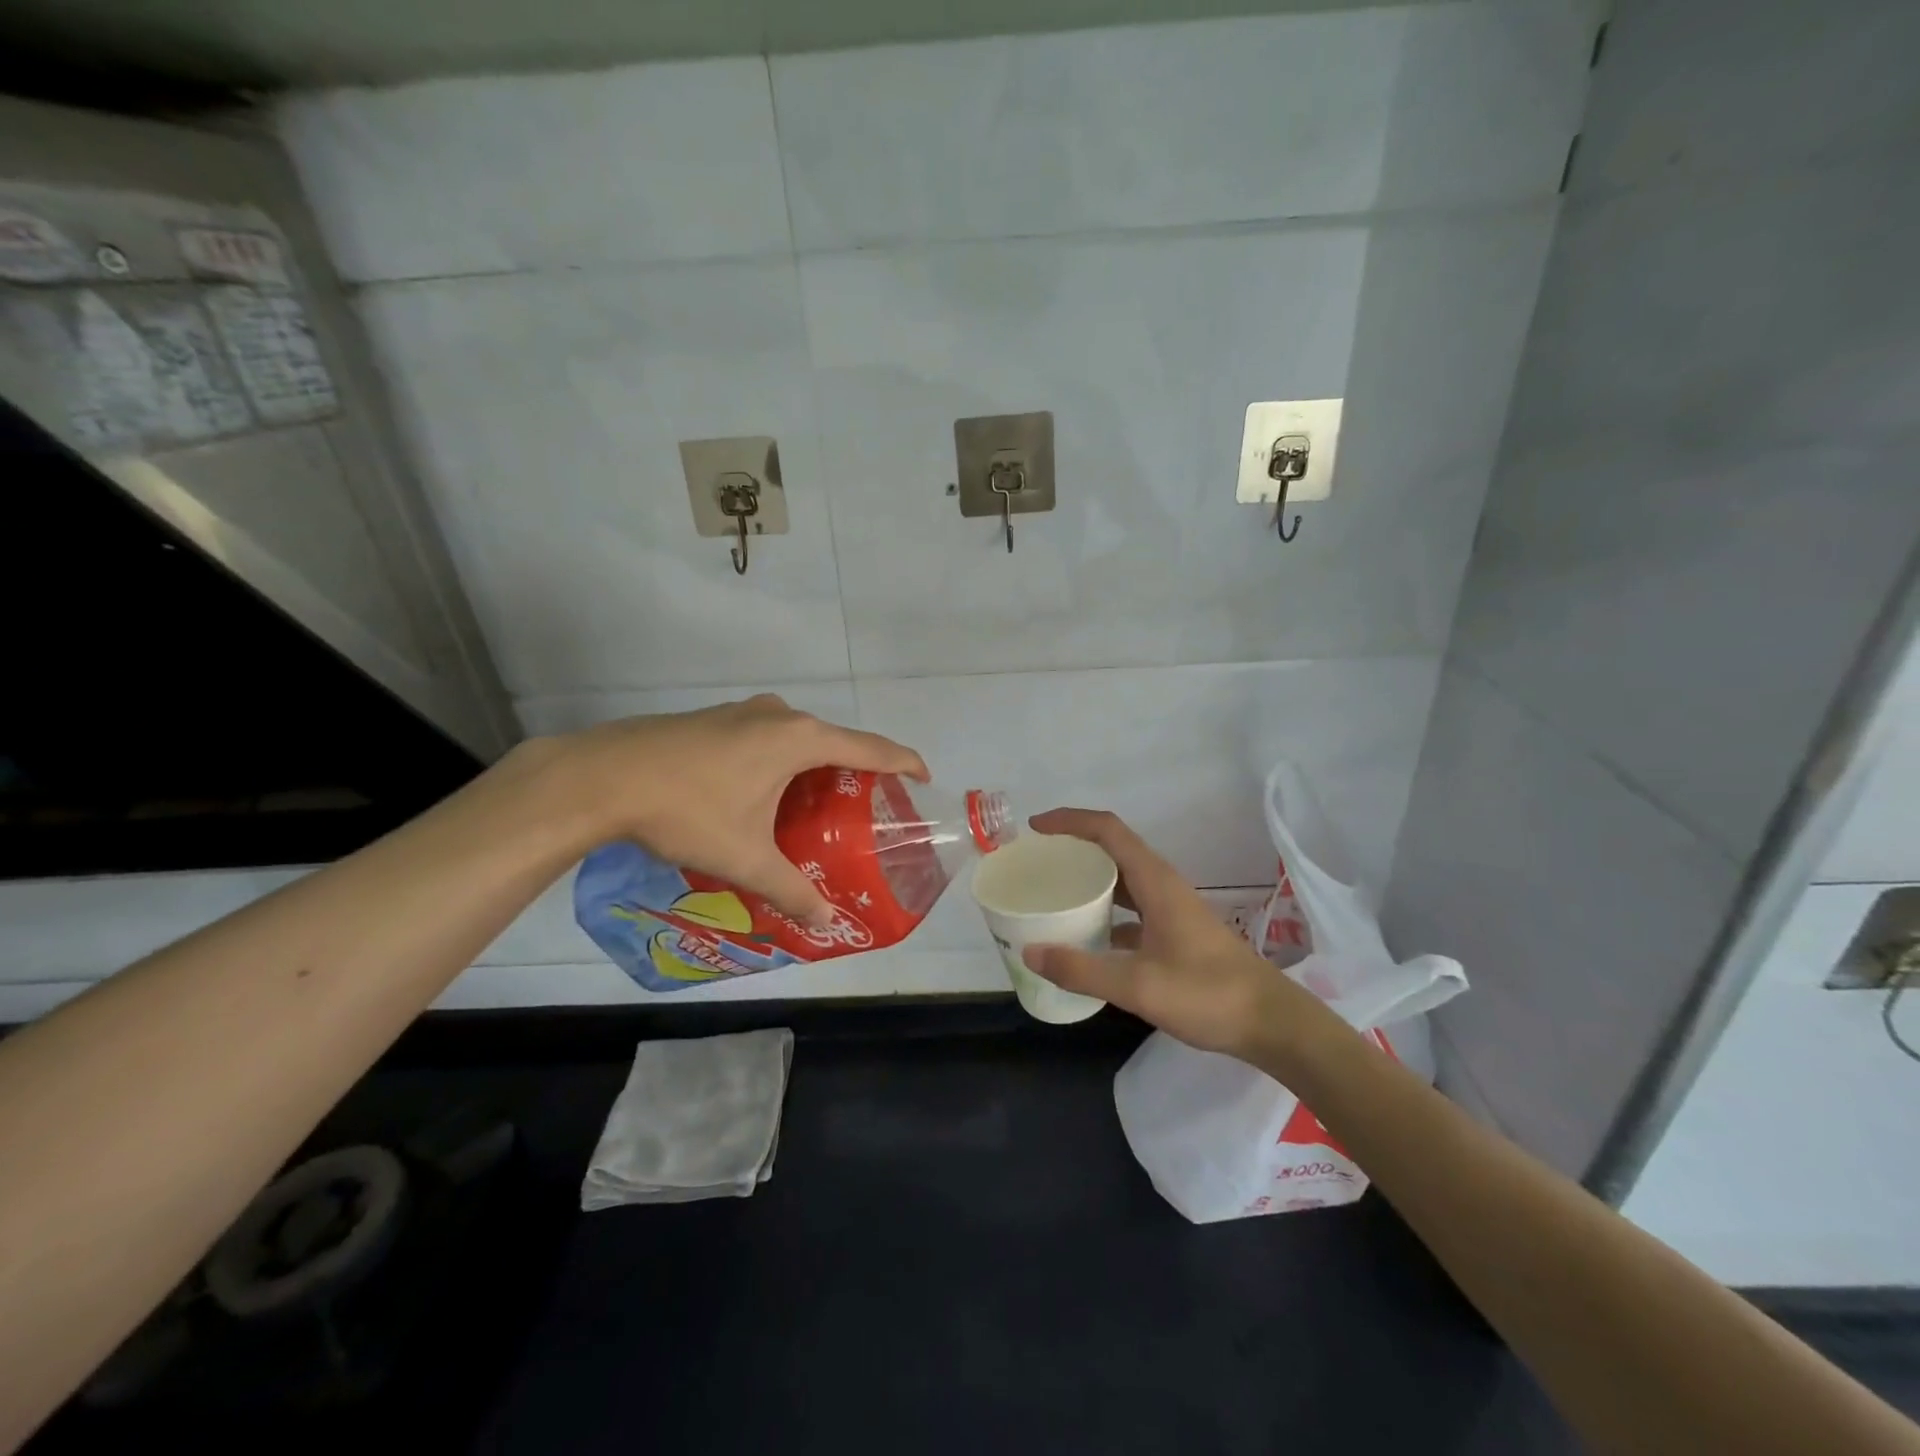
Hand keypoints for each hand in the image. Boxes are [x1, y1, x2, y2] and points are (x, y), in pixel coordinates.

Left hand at [548, 695, 927, 924]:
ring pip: (797, 738)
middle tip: (864, 809)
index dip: (903, 762)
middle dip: (854, 772)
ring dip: (814, 766)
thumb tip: (825, 921)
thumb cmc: (687, 810)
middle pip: (835, 740)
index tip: (924, 778)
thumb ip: (791, 888)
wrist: (601, 776)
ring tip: (816, 807)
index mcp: (799, 739)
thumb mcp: (745, 857)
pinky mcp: (715, 717)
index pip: (870, 747)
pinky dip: (782, 761)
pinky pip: (767, 736)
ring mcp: (743, 711)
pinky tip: (763, 794)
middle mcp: (778, 714)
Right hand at [1020, 809, 1335, 1064]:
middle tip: (1037, 864)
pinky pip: (1132, 907)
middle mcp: (1162, 885)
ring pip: (1123, 879)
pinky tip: (1087, 938)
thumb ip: (1082, 970)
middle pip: (1112, 849)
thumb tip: (1030, 952)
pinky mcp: (1176, 931)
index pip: (1107, 830)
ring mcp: (1171, 908)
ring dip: (1089, 879)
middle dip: (1073, 848)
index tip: (1035, 828)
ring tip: (1054, 894)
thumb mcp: (1138, 986)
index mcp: (1155, 881)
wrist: (1271, 1023)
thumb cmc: (1208, 995)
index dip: (1069, 821)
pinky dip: (1105, 911)